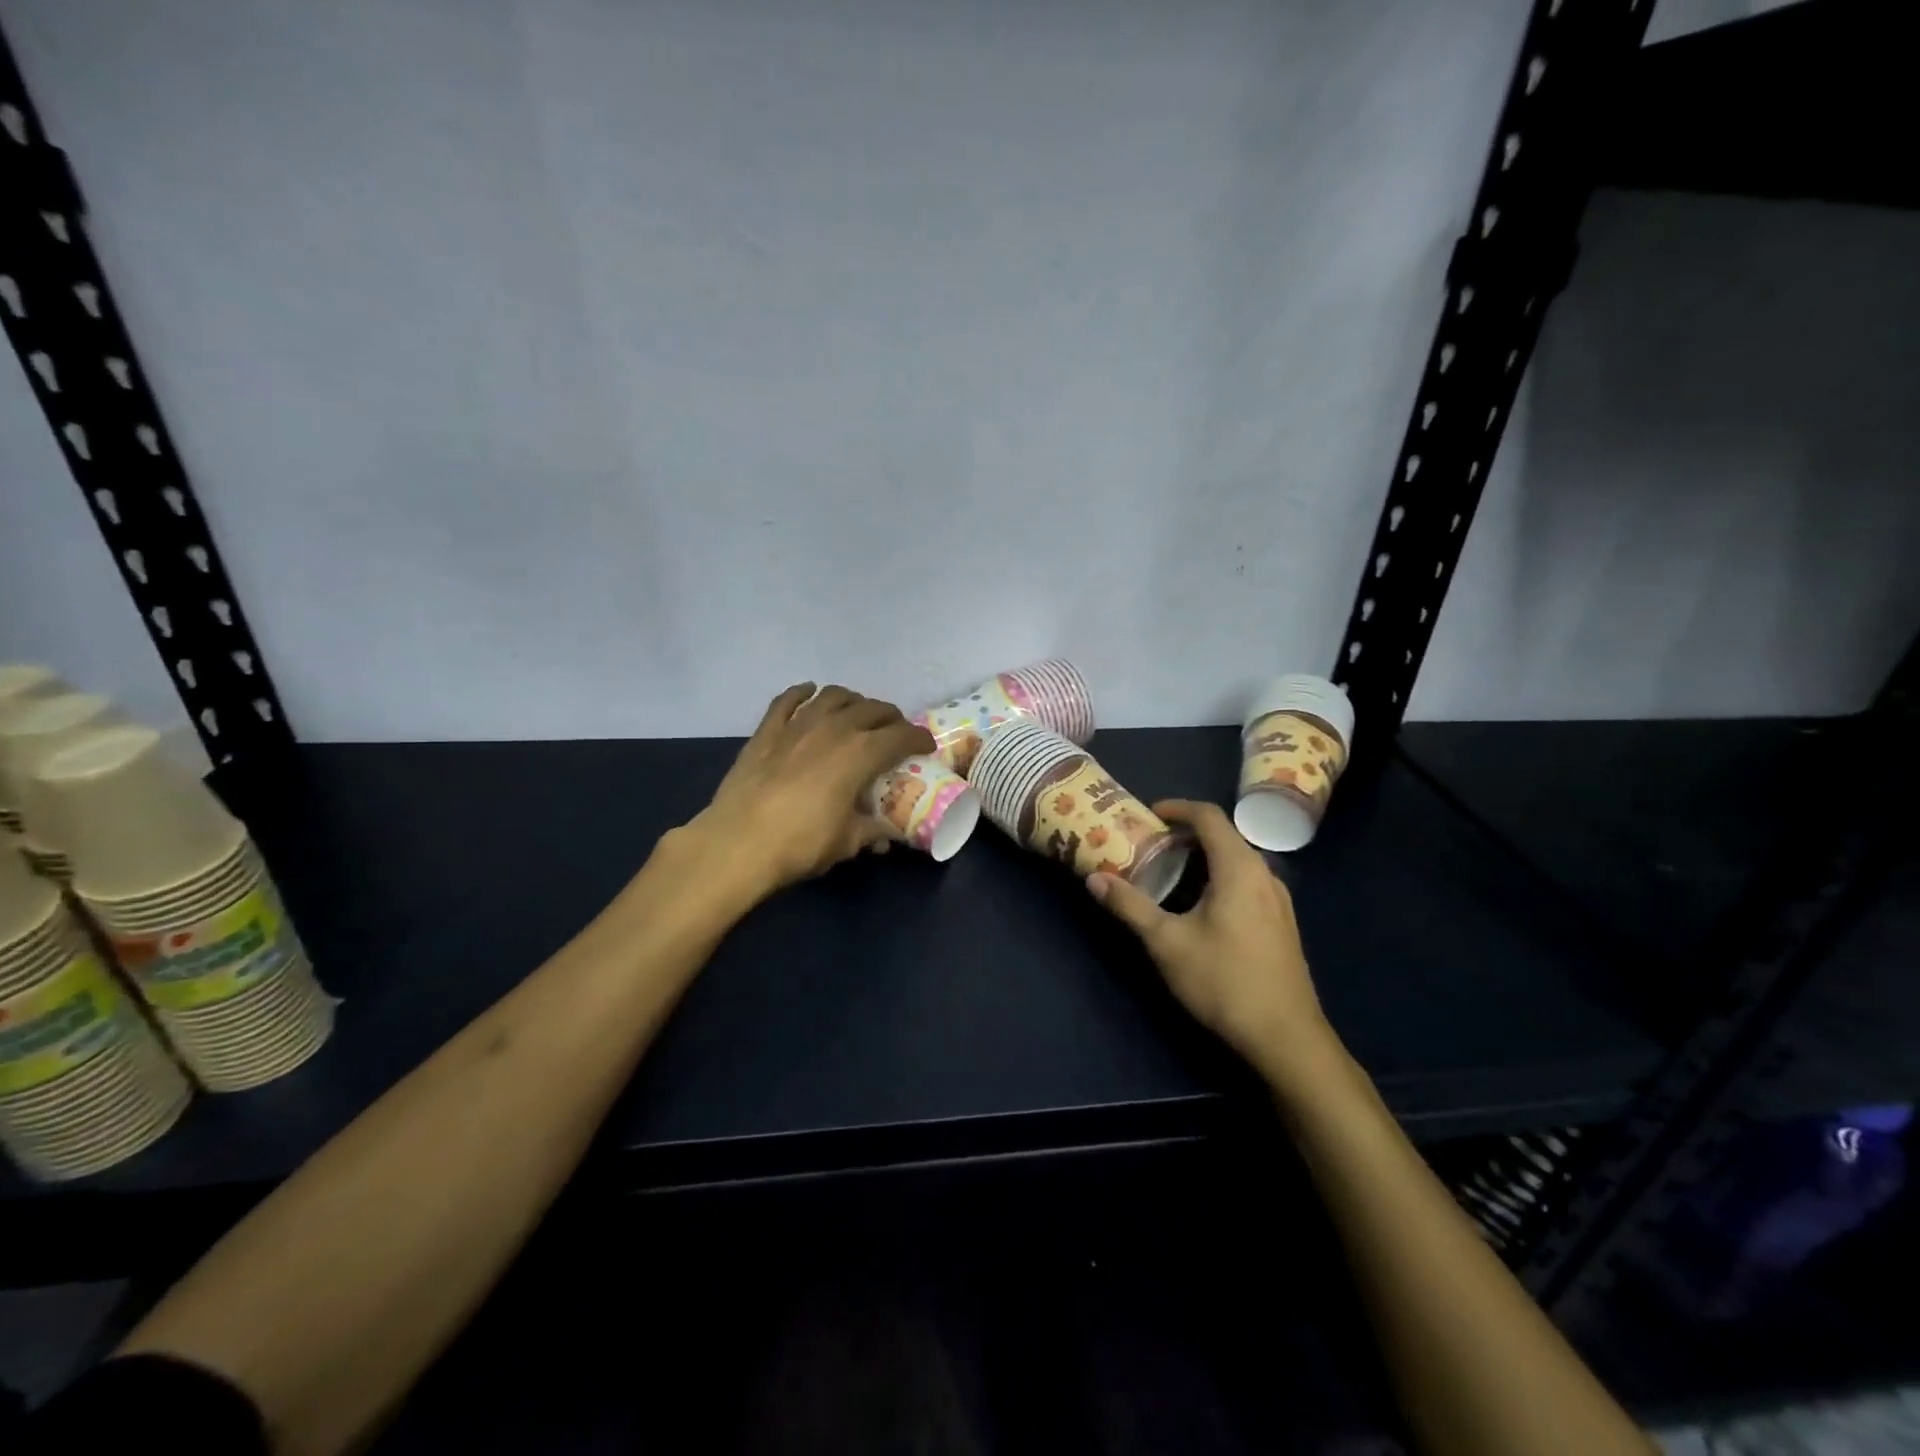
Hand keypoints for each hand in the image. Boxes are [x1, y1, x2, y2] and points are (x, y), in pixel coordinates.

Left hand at [683, 683, 934, 902]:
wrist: (738, 843)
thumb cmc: (801, 844)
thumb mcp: (847, 842)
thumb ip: (872, 831)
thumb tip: (887, 835)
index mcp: (861, 753)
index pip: (901, 736)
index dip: (918, 739)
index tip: (925, 746)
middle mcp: (834, 728)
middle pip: (871, 709)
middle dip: (889, 718)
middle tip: (893, 732)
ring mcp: (797, 725)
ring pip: (832, 696)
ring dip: (852, 700)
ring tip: (857, 712)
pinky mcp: (766, 731)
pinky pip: (787, 700)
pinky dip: (802, 693)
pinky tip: (808, 693)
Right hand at [1087, 800, 1338, 1083]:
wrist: (1285, 1037)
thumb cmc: (1223, 981)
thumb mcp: (1166, 942)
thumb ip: (1129, 906)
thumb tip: (1094, 879)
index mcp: (1239, 868)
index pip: (1209, 816)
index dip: (1177, 807)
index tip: (1148, 814)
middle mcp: (1264, 874)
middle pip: (1224, 835)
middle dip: (1186, 833)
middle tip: (1150, 844)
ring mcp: (1279, 899)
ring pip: (1238, 859)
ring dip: (1204, 856)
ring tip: (1169, 871)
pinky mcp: (1282, 922)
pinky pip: (1248, 881)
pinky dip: (1220, 876)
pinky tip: (1201, 905)